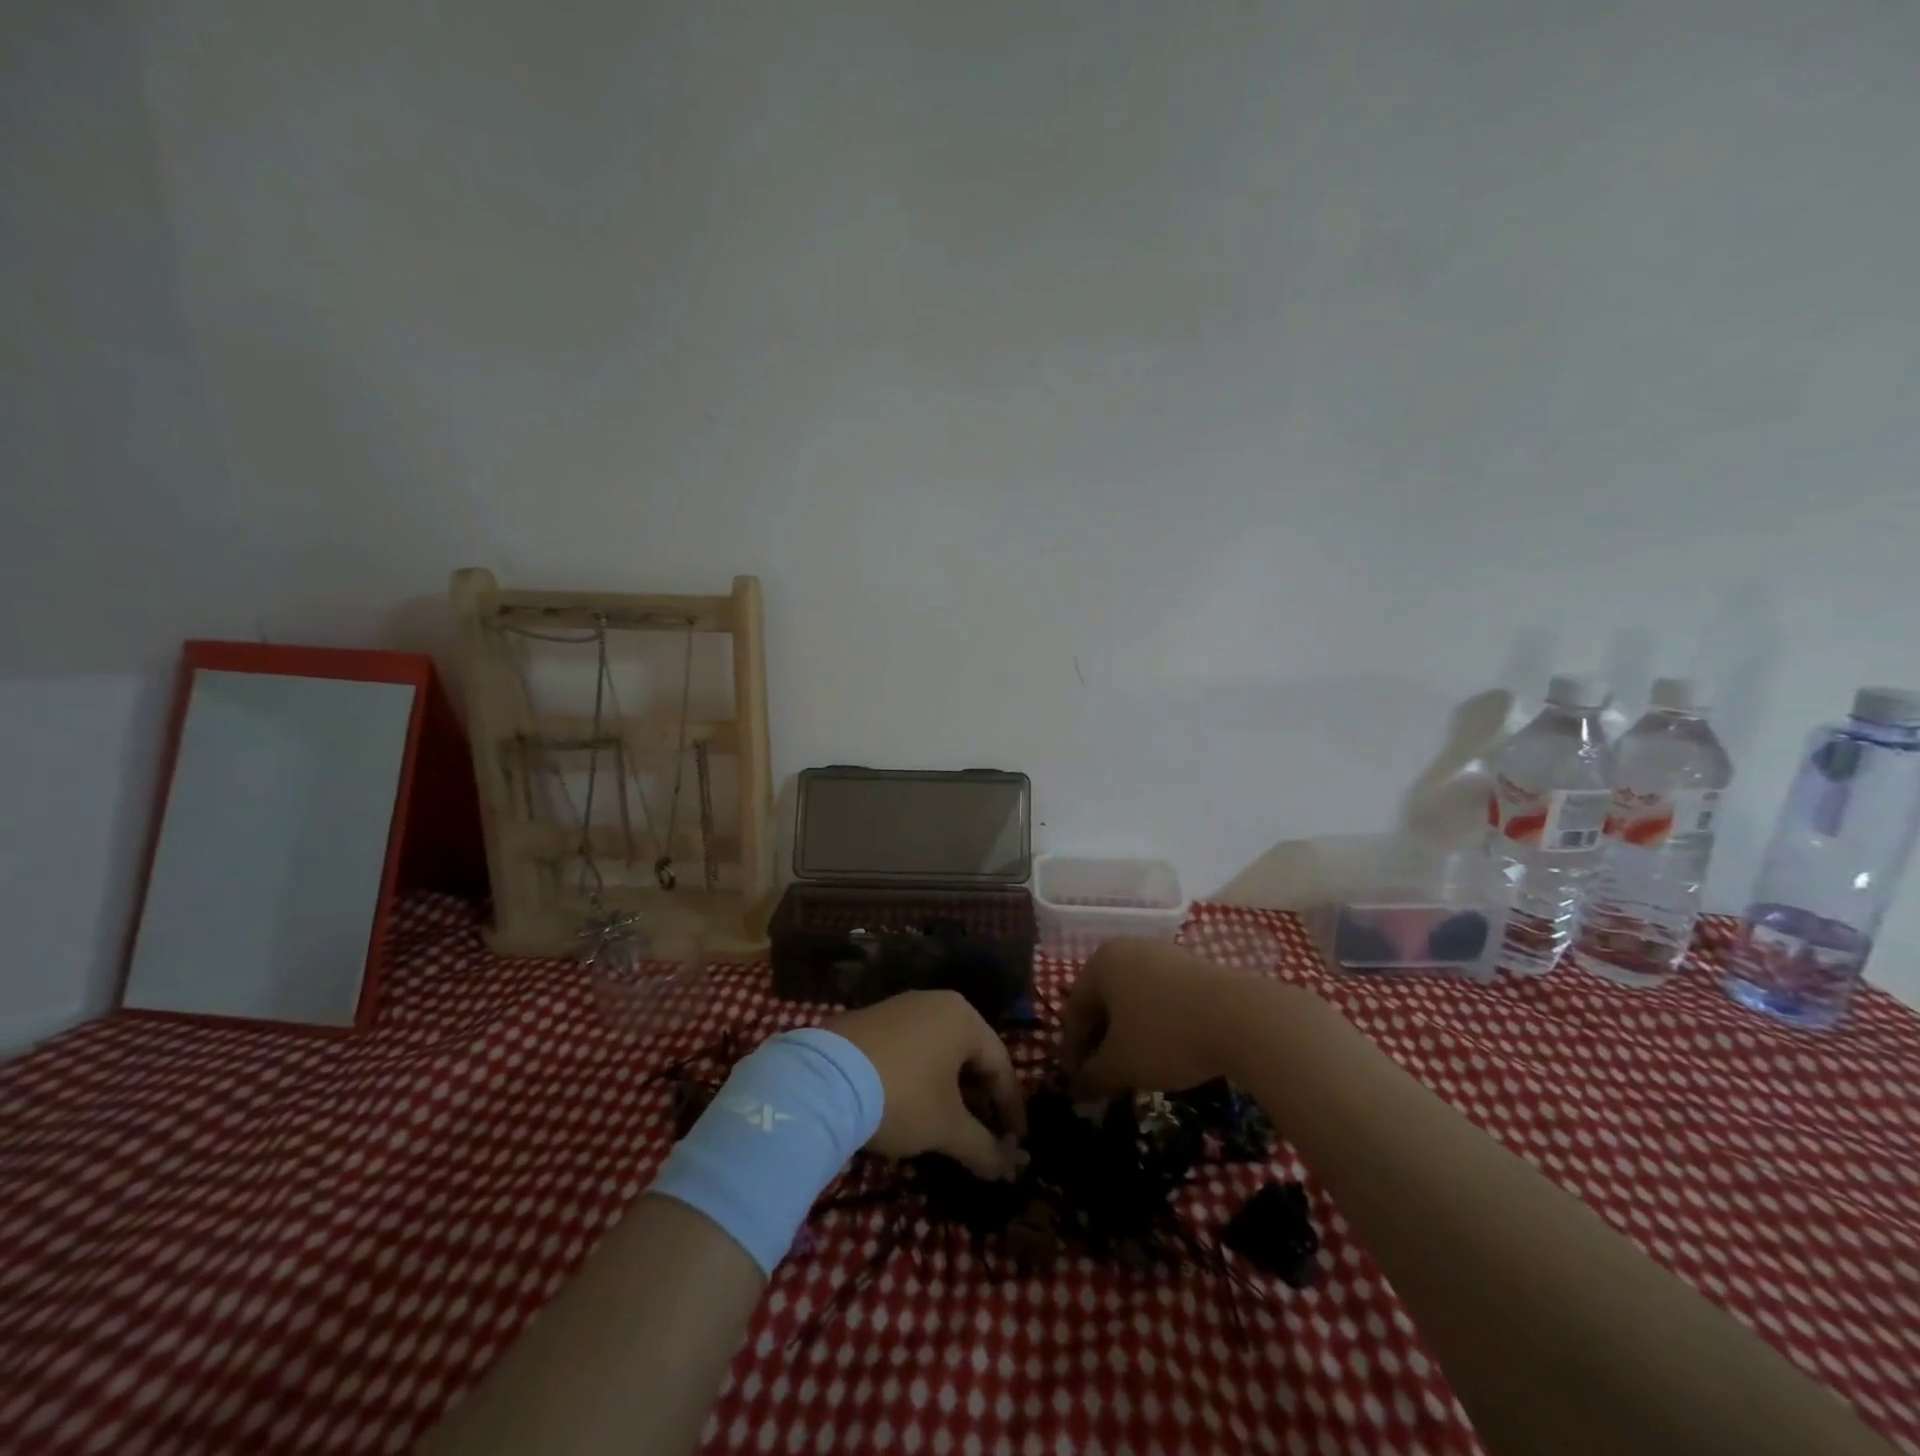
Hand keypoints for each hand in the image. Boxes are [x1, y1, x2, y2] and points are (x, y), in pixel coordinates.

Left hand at [828, 991, 1025, 1179]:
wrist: (823, 1080)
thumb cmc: (902, 1096)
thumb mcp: (947, 1127)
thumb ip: (982, 1148)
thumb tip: (1006, 1169)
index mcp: (963, 1017)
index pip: (1001, 1065)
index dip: (1011, 1109)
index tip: (1016, 1143)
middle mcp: (934, 1002)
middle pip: (970, 1055)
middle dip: (980, 1099)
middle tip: (985, 1135)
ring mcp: (899, 1007)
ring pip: (938, 1052)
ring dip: (949, 1089)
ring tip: (948, 1124)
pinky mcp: (869, 1020)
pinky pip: (909, 1049)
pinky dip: (920, 1078)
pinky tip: (911, 1105)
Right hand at [1061, 939, 1276, 1098]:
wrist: (1244, 1018)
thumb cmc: (1166, 1035)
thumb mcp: (1122, 1064)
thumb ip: (1093, 1077)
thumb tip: (1076, 1091)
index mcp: (1102, 962)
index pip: (1074, 1008)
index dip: (1072, 1050)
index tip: (1076, 1083)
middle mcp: (1129, 949)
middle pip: (1104, 1001)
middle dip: (1100, 1043)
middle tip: (1103, 1079)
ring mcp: (1164, 955)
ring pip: (1134, 1000)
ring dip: (1128, 1036)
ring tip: (1136, 1070)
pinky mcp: (1194, 967)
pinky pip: (1161, 998)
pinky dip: (1155, 1026)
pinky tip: (1167, 1053)